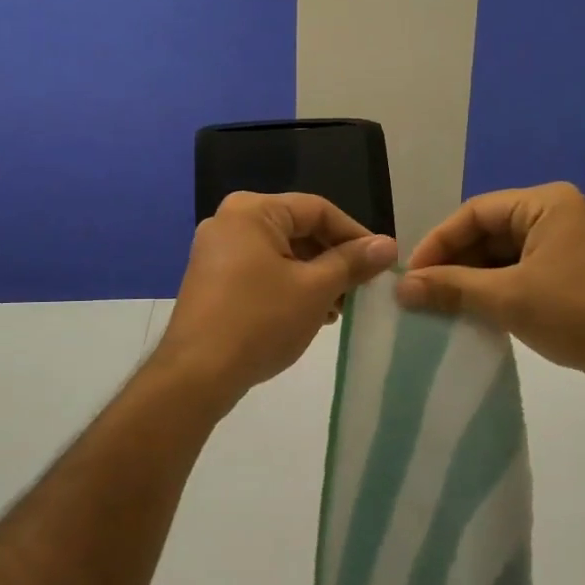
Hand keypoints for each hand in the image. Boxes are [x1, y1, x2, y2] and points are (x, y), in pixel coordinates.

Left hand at [154, 192, 397, 408]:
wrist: (197, 374)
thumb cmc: (261, 321)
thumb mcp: (315, 289)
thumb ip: (352, 262)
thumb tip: (387, 245)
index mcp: (252, 211)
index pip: (318, 210)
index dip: (355, 235)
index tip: (381, 263)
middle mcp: (229, 222)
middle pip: (298, 230)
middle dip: (333, 260)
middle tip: (359, 290)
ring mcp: (216, 252)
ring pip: (281, 254)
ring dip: (314, 277)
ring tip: (336, 310)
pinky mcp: (212, 280)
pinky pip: (260, 272)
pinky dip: (288, 287)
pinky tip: (307, 315)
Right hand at [396, 182, 584, 392]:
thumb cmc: (580, 313)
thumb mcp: (508, 298)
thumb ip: (451, 288)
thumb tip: (401, 288)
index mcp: (543, 204)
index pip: (474, 213)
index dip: (438, 242)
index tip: (411, 275)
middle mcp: (552, 216)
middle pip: (485, 233)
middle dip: (452, 263)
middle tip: (420, 294)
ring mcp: (561, 246)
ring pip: (499, 256)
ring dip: (469, 280)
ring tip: (438, 307)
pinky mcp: (566, 274)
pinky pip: (516, 274)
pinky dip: (492, 292)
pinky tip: (469, 314)